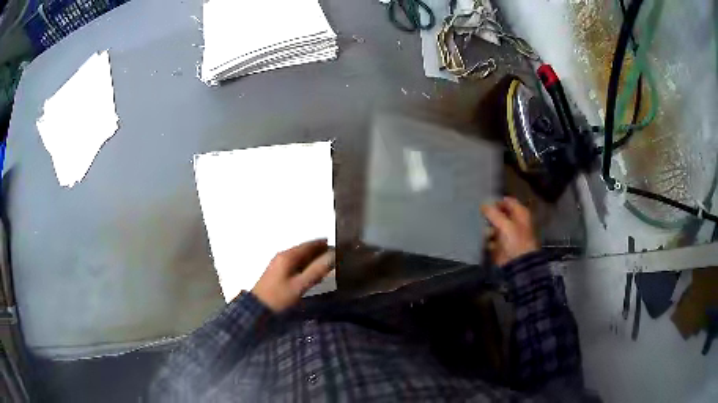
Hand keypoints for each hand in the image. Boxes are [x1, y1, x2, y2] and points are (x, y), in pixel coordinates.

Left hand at [251, 239, 334, 312]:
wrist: (258, 309)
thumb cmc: (279, 297)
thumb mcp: (300, 285)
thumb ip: (317, 270)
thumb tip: (333, 255)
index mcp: (288, 255)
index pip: (310, 244)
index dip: (325, 244)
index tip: (341, 248)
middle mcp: (283, 255)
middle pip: (306, 250)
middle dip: (321, 252)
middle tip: (338, 259)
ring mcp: (280, 264)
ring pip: (301, 258)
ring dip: (315, 260)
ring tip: (330, 268)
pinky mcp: (278, 273)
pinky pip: (296, 265)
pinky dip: (307, 267)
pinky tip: (315, 276)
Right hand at [481, 197, 538, 266]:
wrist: (518, 264)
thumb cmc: (515, 240)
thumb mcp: (504, 224)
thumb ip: (493, 213)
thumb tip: (483, 205)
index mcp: (520, 213)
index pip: (508, 201)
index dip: (497, 202)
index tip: (486, 204)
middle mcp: (514, 222)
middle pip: (499, 214)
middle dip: (490, 216)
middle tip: (482, 216)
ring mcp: (507, 234)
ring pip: (494, 226)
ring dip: (488, 229)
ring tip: (487, 232)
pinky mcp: (501, 245)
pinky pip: (491, 238)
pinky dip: (488, 239)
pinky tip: (486, 241)